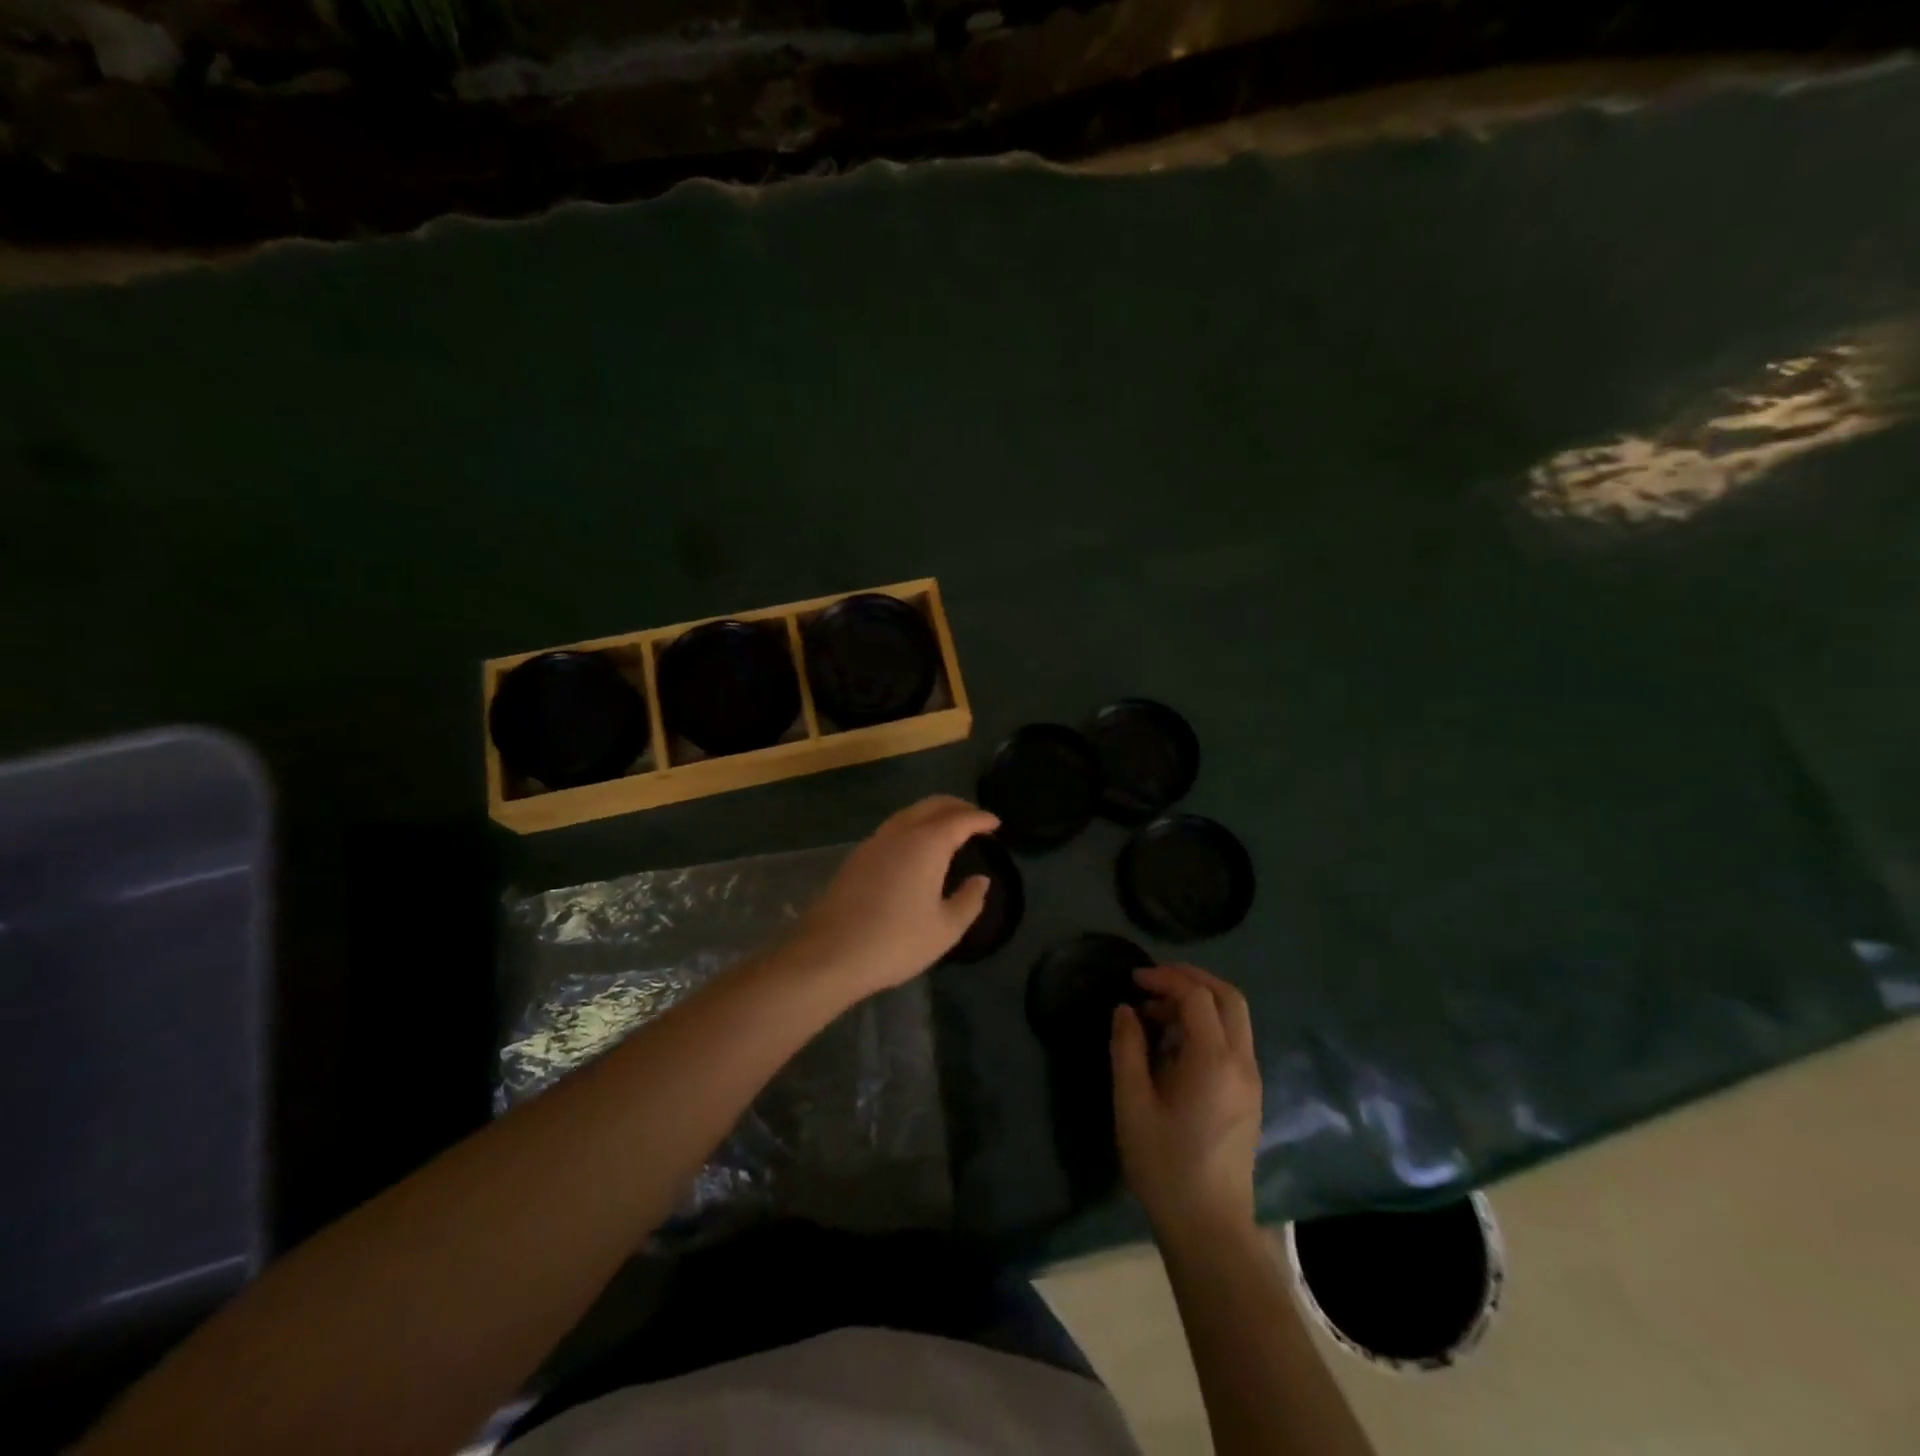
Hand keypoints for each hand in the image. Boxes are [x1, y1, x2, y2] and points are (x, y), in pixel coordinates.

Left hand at [782, 795, 998, 1001]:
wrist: (829, 953)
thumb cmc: (896, 941)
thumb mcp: (945, 929)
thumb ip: (969, 900)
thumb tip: (980, 880)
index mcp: (927, 843)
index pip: (960, 819)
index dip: (981, 819)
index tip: (996, 823)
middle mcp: (900, 832)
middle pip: (932, 805)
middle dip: (956, 807)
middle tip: (975, 818)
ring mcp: (874, 842)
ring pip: (909, 814)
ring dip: (932, 814)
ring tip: (949, 830)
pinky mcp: (856, 857)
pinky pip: (893, 829)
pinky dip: (913, 827)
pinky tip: (916, 849)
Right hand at [1111, 964, 1261, 1242]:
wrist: (1209, 1228)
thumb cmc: (1165, 1165)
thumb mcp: (1132, 1104)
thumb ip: (1127, 1049)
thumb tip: (1125, 1010)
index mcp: (1213, 1061)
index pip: (1197, 996)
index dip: (1165, 979)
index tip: (1133, 980)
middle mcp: (1241, 1062)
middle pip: (1228, 997)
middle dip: (1191, 978)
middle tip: (1153, 981)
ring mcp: (1251, 1080)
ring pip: (1235, 1017)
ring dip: (1198, 1002)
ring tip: (1155, 1015)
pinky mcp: (1250, 1095)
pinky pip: (1233, 1041)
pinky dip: (1207, 1025)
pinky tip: (1174, 1045)